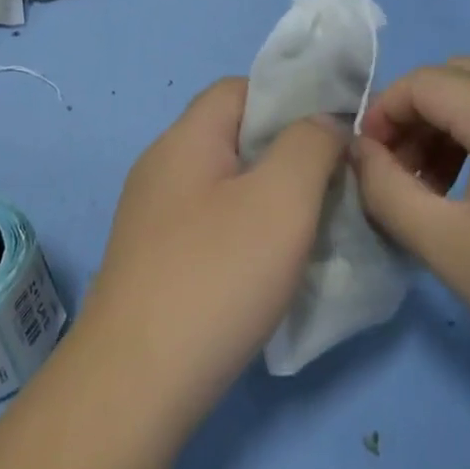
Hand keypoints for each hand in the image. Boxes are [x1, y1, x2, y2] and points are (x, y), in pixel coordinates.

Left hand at [78, 78, 347, 424]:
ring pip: (224, 184)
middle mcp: (161, 167)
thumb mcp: (281, 199)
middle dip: (286, 153)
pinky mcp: (153, 259)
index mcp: (184, 139)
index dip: (289, 99)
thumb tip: (324, 123)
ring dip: (269, 197)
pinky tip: (269, 268)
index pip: (239, 89)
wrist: (137, 379)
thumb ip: (310, 145)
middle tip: (331, 188)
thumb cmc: (216, 275)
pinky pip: (209, 224)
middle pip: (232, 136)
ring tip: (310, 229)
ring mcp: (151, 216)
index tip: (333, 136)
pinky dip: (245, 232)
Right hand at [352, 56, 469, 395]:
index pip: (424, 83)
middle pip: (460, 74)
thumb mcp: (445, 246)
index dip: (384, 115)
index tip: (371, 164)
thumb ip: (384, 187)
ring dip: (456, 120)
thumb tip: (361, 152)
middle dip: (418, 116)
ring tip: (446, 183)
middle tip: (406, 176)